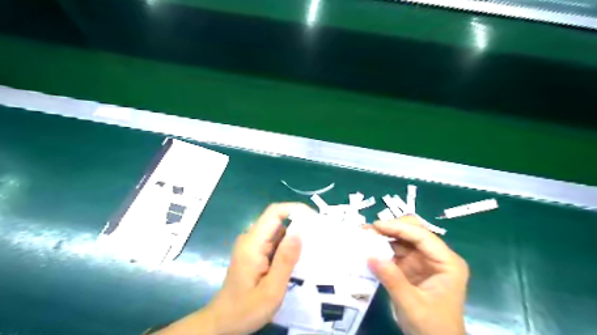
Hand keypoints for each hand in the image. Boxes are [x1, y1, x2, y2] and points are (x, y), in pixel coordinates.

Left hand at [156, 201, 310, 334]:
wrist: (223, 323)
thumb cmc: (245, 310)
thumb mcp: (271, 290)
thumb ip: (285, 260)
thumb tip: (299, 232)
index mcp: (253, 243)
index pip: (274, 212)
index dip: (295, 209)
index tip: (314, 220)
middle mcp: (251, 238)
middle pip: (278, 220)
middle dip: (299, 225)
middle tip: (319, 239)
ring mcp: (252, 245)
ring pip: (278, 231)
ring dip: (295, 238)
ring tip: (313, 251)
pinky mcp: (255, 252)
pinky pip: (275, 242)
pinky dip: (288, 247)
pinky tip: (299, 260)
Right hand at [366, 214, 467, 334]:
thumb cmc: (433, 328)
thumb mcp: (412, 305)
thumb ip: (392, 280)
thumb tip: (370, 256)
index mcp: (447, 262)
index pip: (422, 236)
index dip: (398, 227)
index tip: (375, 226)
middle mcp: (436, 257)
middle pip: (413, 232)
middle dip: (391, 228)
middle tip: (369, 230)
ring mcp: (424, 261)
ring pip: (403, 239)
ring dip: (384, 236)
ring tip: (364, 235)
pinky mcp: (412, 268)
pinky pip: (396, 252)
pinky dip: (383, 249)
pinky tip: (369, 247)